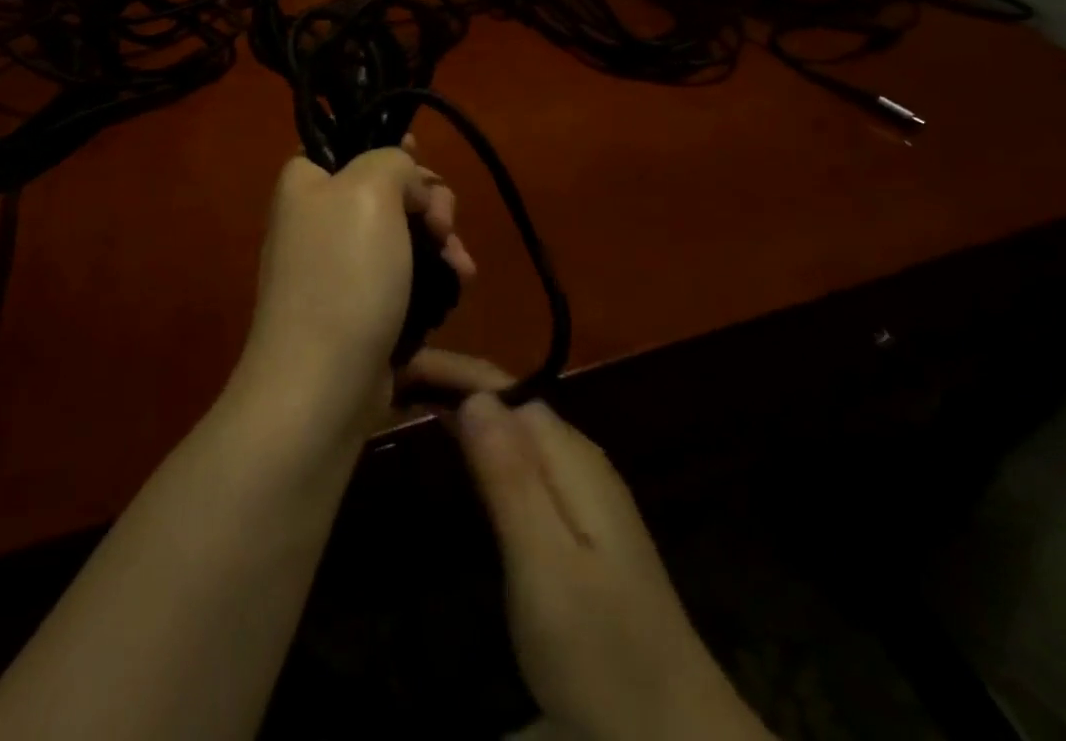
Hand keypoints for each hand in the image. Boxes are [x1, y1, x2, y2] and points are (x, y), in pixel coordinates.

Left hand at [236, 138, 474, 436]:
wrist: (322, 385)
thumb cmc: (344, 273)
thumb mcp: (371, 189)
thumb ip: (392, 161)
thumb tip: (408, 185)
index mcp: (306, 181)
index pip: (348, 142)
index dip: (390, 147)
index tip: (422, 160)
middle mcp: (318, 217)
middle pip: (386, 189)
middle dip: (428, 202)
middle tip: (442, 223)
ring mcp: (340, 266)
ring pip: (403, 234)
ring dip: (440, 243)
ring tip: (461, 267)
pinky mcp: (362, 306)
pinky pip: (405, 275)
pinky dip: (433, 277)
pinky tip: (458, 286)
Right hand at [407, 351, 771, 740]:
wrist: (675, 735)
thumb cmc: (602, 652)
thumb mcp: (546, 566)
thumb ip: (510, 478)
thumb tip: (474, 396)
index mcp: (570, 458)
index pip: (502, 387)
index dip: (451, 367)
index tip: (397, 362)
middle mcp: (578, 459)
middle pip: (507, 401)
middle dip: (452, 381)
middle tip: (390, 382)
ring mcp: (582, 491)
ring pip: (513, 428)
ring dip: (465, 409)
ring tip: (412, 404)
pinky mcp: (578, 523)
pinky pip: (521, 459)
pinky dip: (482, 443)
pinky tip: (460, 453)